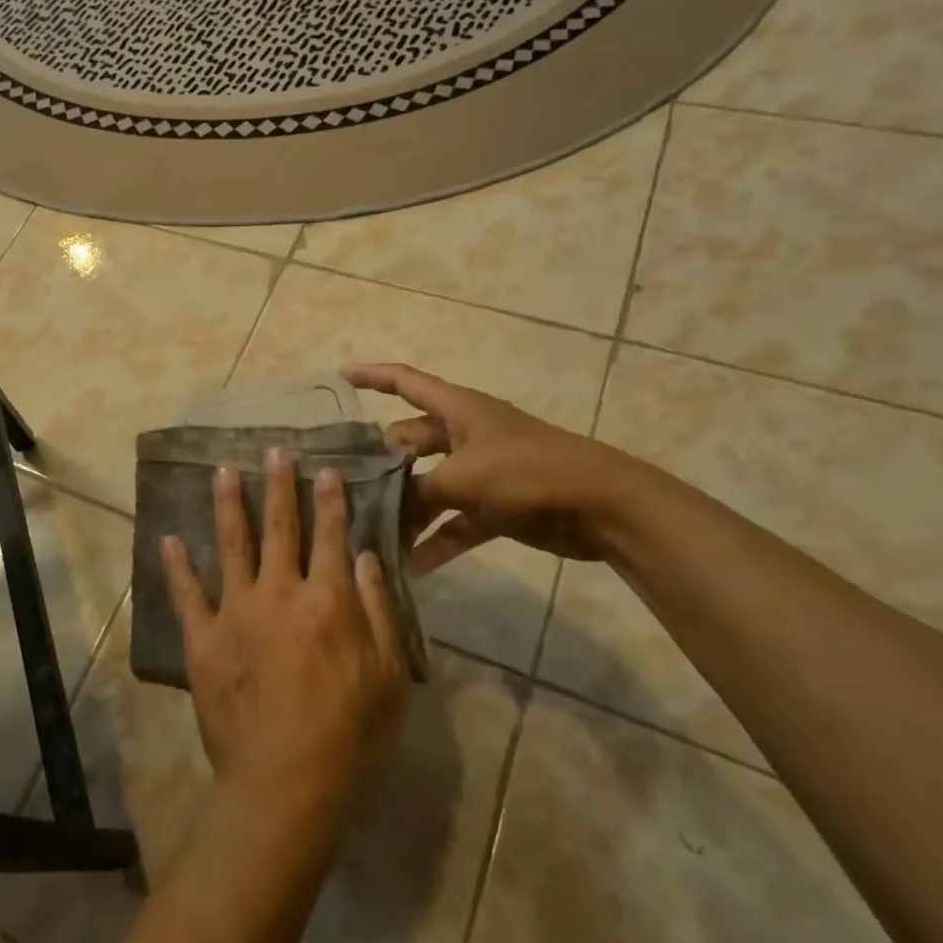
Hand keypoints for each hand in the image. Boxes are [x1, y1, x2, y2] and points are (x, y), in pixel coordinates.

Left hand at [162, 449, 410, 820]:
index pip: (331, 536)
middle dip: (279, 486)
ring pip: (232, 544)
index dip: (330, 501)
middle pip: (280, 528)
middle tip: (273, 451)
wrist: (285, 781)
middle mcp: (279, 592)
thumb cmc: (349, 733)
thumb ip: (379, 610)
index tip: (325, 470)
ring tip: (222, 471)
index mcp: (328, 600)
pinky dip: (177, 566)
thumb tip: (365, 556)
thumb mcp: (389, 675)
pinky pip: (187, 594)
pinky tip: (169, 539)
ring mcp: (236, 612)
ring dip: (228, 504)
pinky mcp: (203, 638)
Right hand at [344, 362, 627, 569]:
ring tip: (371, 531)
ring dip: (406, 510)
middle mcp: (464, 435)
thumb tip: (385, 507)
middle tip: (345, 486)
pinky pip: (454, 522)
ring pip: (429, 487)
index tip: (339, 376)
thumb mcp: (463, 477)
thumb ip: (417, 491)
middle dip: (381, 464)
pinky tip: (412, 566)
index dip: (372, 376)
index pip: (405, 381)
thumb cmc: (528, 472)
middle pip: (409, 442)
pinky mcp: (495, 507)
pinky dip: (436, 540)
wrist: (603, 507)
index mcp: (458, 410)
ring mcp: (480, 472)